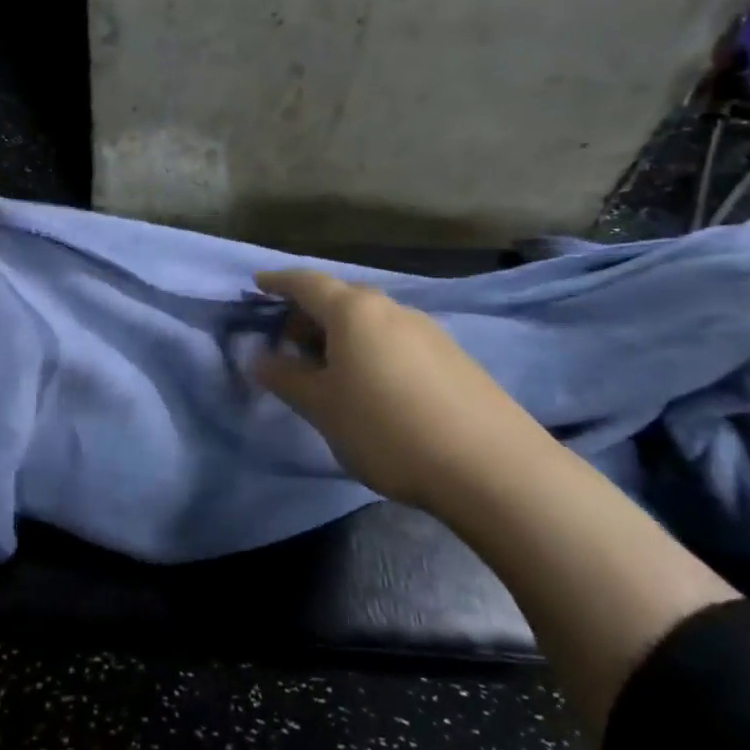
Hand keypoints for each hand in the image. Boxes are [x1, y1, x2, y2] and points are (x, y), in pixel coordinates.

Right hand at [252, 269, 543, 505]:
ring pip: (371, 321)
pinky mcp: (454, 358)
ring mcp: (429, 332)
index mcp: (355, 311)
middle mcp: (392, 309)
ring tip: (328, 371)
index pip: (307, 283)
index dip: (279, 282)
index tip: (258, 284)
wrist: (492, 468)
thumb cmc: (387, 429)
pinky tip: (372, 387)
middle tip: (288, 344)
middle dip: (309, 315)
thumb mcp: (323, 407)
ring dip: (341, 335)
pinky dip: (371, 351)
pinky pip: (396, 341)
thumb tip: (259, 357)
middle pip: (341, 299)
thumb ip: (286, 378)